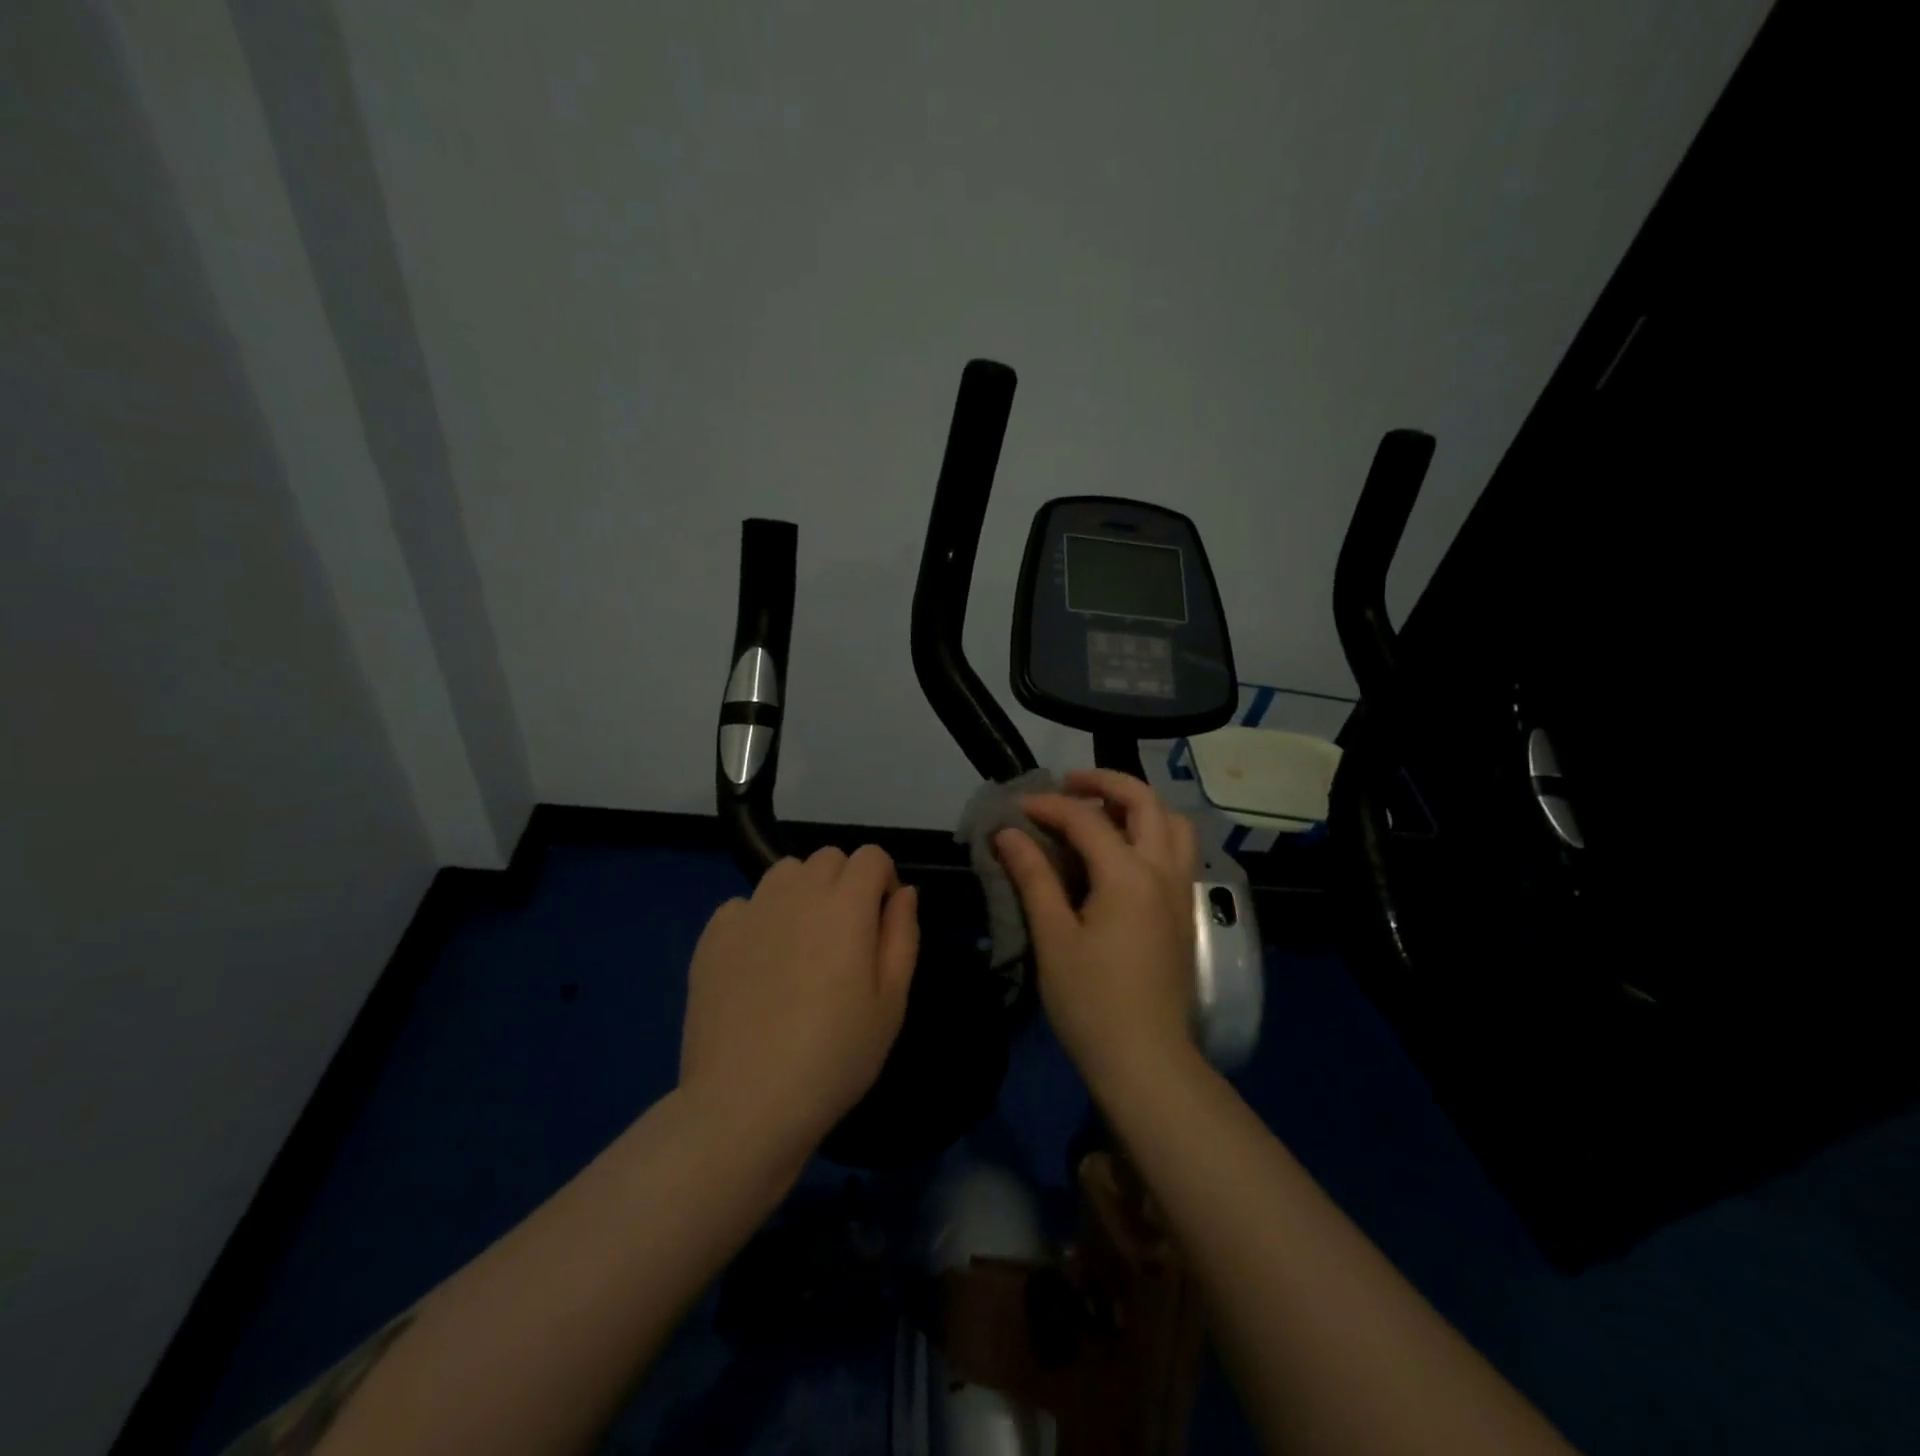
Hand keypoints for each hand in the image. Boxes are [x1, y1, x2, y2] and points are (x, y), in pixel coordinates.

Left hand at [680, 846, 918, 1158]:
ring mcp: (749, 911)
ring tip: (802, 943)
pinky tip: (758, 963)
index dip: (884, 879)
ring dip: (802, 892)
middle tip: (845, 937)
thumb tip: (904, 892)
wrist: (746, 1103)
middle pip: (828, 858)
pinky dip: (758, 918)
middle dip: (845, 882)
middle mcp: (796, 893)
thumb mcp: (891, 1002)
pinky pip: (743, 905)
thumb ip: (902, 935)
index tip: (882, 921)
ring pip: (784, 873)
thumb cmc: (834, 1056)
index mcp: (845, 905)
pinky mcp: (712, 937)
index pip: (871, 856)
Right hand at [995, 769, 1199, 1094]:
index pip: (1086, 819)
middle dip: (1105, 782)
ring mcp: (1179, 891)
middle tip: (1068, 784)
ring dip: (1138, 805)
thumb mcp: (1053, 938)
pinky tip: (1121, 854)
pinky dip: (1152, 832)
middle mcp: (1163, 871)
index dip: (1047, 806)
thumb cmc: (1092, 1003)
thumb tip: (1008, 834)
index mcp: (1128, 875)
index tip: (1014, 809)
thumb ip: (1033, 877)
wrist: (1147, 1062)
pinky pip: (1177, 850)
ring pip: (1172, 823)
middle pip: (1145, 801)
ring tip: (1101, 812)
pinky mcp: (1184, 913)